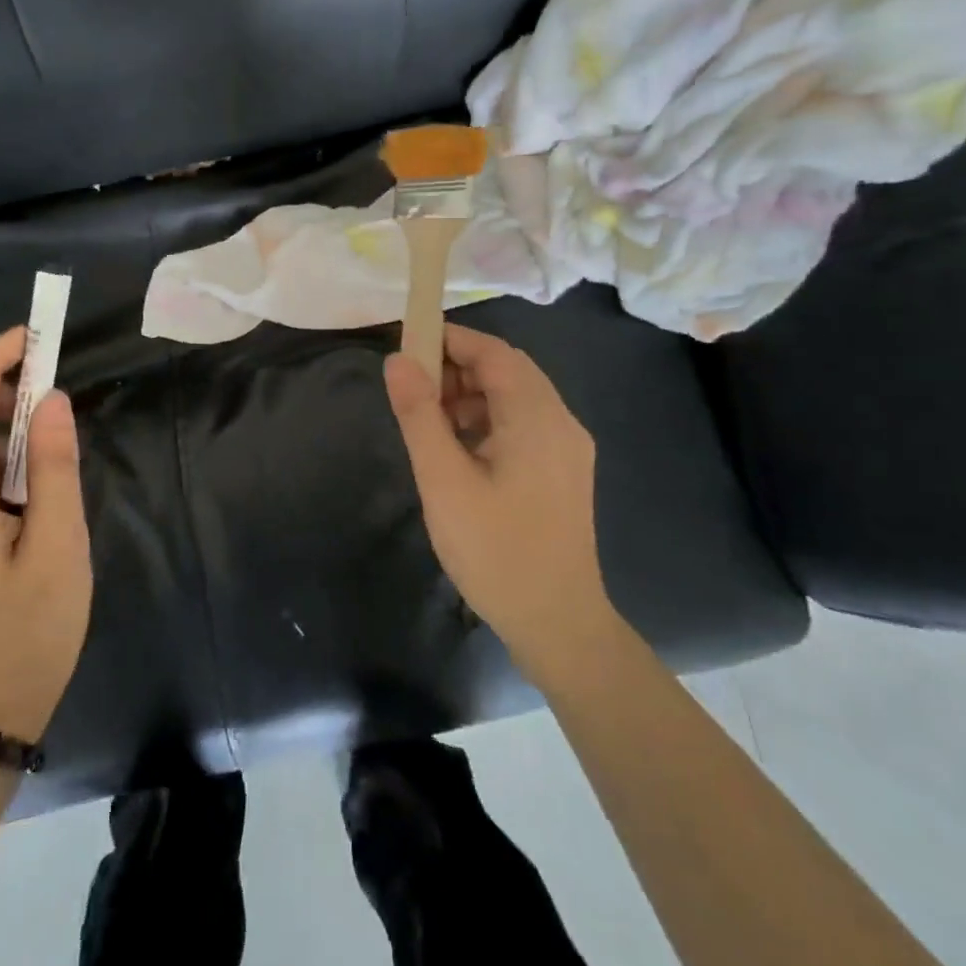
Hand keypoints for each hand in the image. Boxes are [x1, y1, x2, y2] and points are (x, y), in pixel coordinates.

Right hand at [383, 325, 615, 670]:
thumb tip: (398, 361)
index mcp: (537, 418)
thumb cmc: (496, 551)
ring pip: (515, 397)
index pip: (494, 353)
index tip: (407, 344)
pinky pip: (523, 423)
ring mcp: (567, 448)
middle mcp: (561, 422)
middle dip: (457, 367)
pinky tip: (458, 447)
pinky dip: (487, 419)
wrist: (558, 625)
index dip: (450, 339)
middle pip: (507, 370)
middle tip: (412, 387)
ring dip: (470, 394)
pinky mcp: (563, 471)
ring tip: (428, 419)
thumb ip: (419, 415)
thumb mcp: (443, 480)